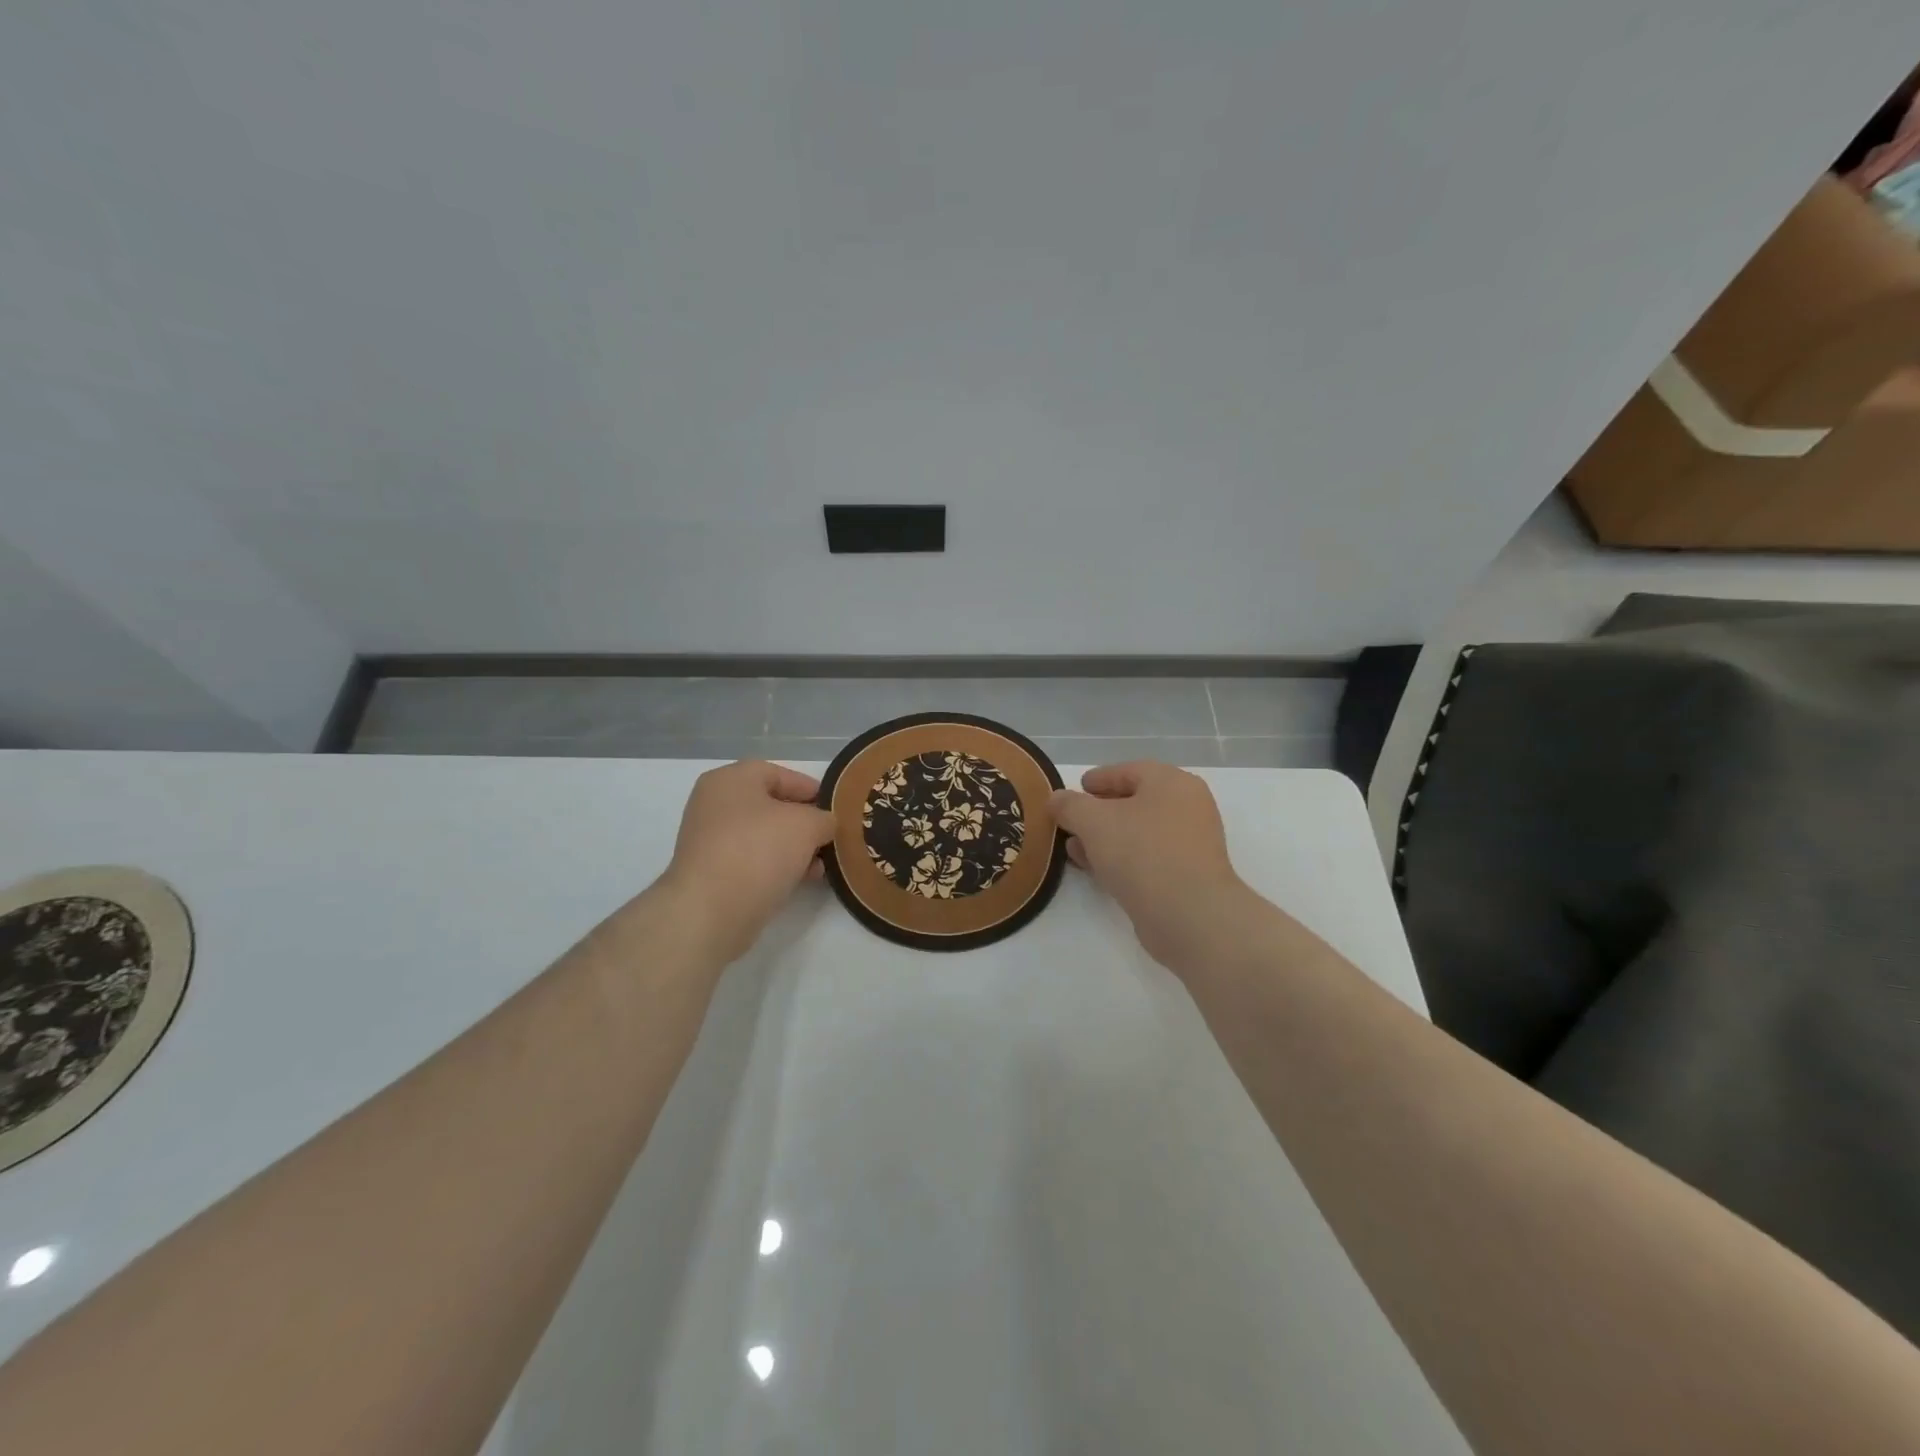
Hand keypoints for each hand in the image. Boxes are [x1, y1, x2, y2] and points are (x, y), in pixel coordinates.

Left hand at [660, 760, 835, 963]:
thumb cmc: (759, 851)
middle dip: (804, 823)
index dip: (810, 788)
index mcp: (730, 780)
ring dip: (794, 848)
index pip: (778, 774)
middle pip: (770, 806)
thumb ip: (823, 818)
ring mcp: (709, 840)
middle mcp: (714, 804)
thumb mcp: (807, 825)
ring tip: (820, 865)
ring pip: (763, 836)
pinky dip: (777, 866)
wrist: (711, 911)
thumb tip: (823, 825)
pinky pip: (752, 861)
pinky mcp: (711, 873)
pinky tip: (801, 880)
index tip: (835, 808)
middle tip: (829, 838)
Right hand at [1049, 762, 1253, 969]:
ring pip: (1138, 833)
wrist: (1189, 915)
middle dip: (1098, 811)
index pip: (1129, 771)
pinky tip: (1096, 870)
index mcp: (1172, 783)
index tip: (1075, 788)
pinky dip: (1120, 859)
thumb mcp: (1093, 821)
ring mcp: (1190, 844)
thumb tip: (1056, 799)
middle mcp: (1187, 808)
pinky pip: (1146, 858)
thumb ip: (1070, 805)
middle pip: (1134, 802)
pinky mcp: (1186, 876)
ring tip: (1074, 848)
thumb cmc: (1142, 853)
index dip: (1098, 778)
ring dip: (1105, 838)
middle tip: (1071, 820)